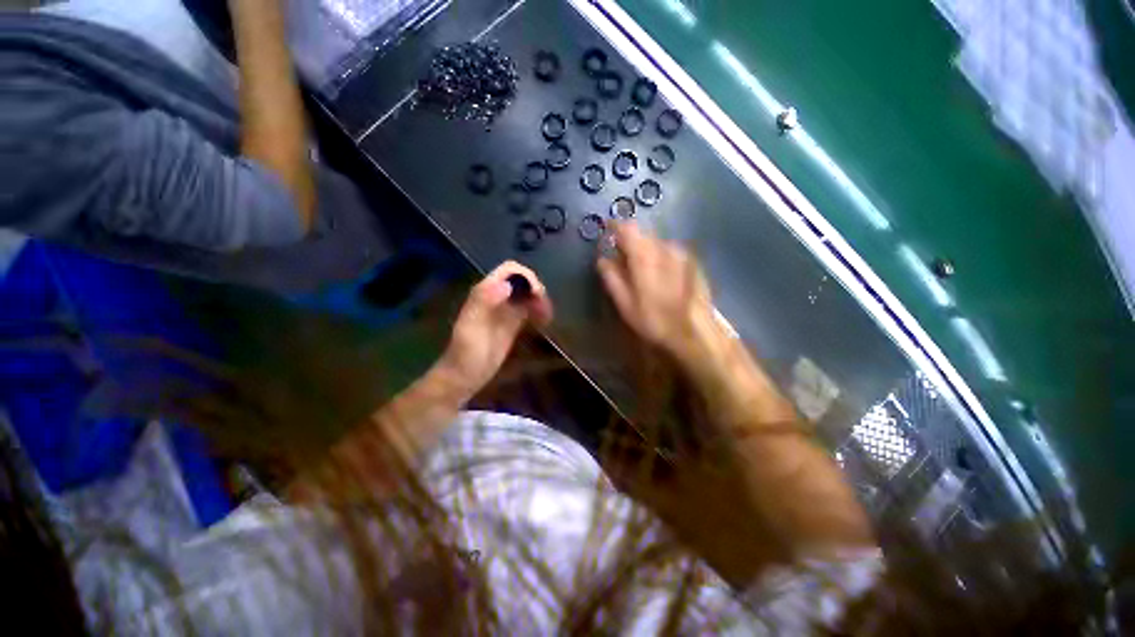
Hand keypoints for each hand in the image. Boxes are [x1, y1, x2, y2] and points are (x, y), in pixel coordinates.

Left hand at [437, 261, 553, 397]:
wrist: (464, 377)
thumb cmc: (465, 354)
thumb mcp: (471, 328)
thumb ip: (483, 303)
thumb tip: (507, 284)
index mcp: (485, 293)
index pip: (509, 271)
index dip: (526, 276)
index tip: (537, 294)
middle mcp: (496, 296)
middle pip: (522, 280)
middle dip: (536, 289)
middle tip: (545, 308)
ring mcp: (505, 310)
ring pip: (527, 294)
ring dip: (540, 300)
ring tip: (547, 316)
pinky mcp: (512, 323)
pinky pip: (529, 309)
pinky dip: (539, 311)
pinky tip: (545, 321)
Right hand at [596, 222, 717, 363]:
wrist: (695, 333)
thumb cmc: (654, 320)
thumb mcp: (625, 304)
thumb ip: (612, 278)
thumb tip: (603, 260)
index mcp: (644, 256)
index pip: (627, 228)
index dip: (615, 226)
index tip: (607, 231)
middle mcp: (664, 248)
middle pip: (643, 234)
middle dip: (630, 241)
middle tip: (622, 258)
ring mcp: (681, 254)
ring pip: (657, 243)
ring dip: (646, 250)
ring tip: (641, 270)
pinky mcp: (693, 262)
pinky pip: (670, 252)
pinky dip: (660, 257)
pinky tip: (661, 276)